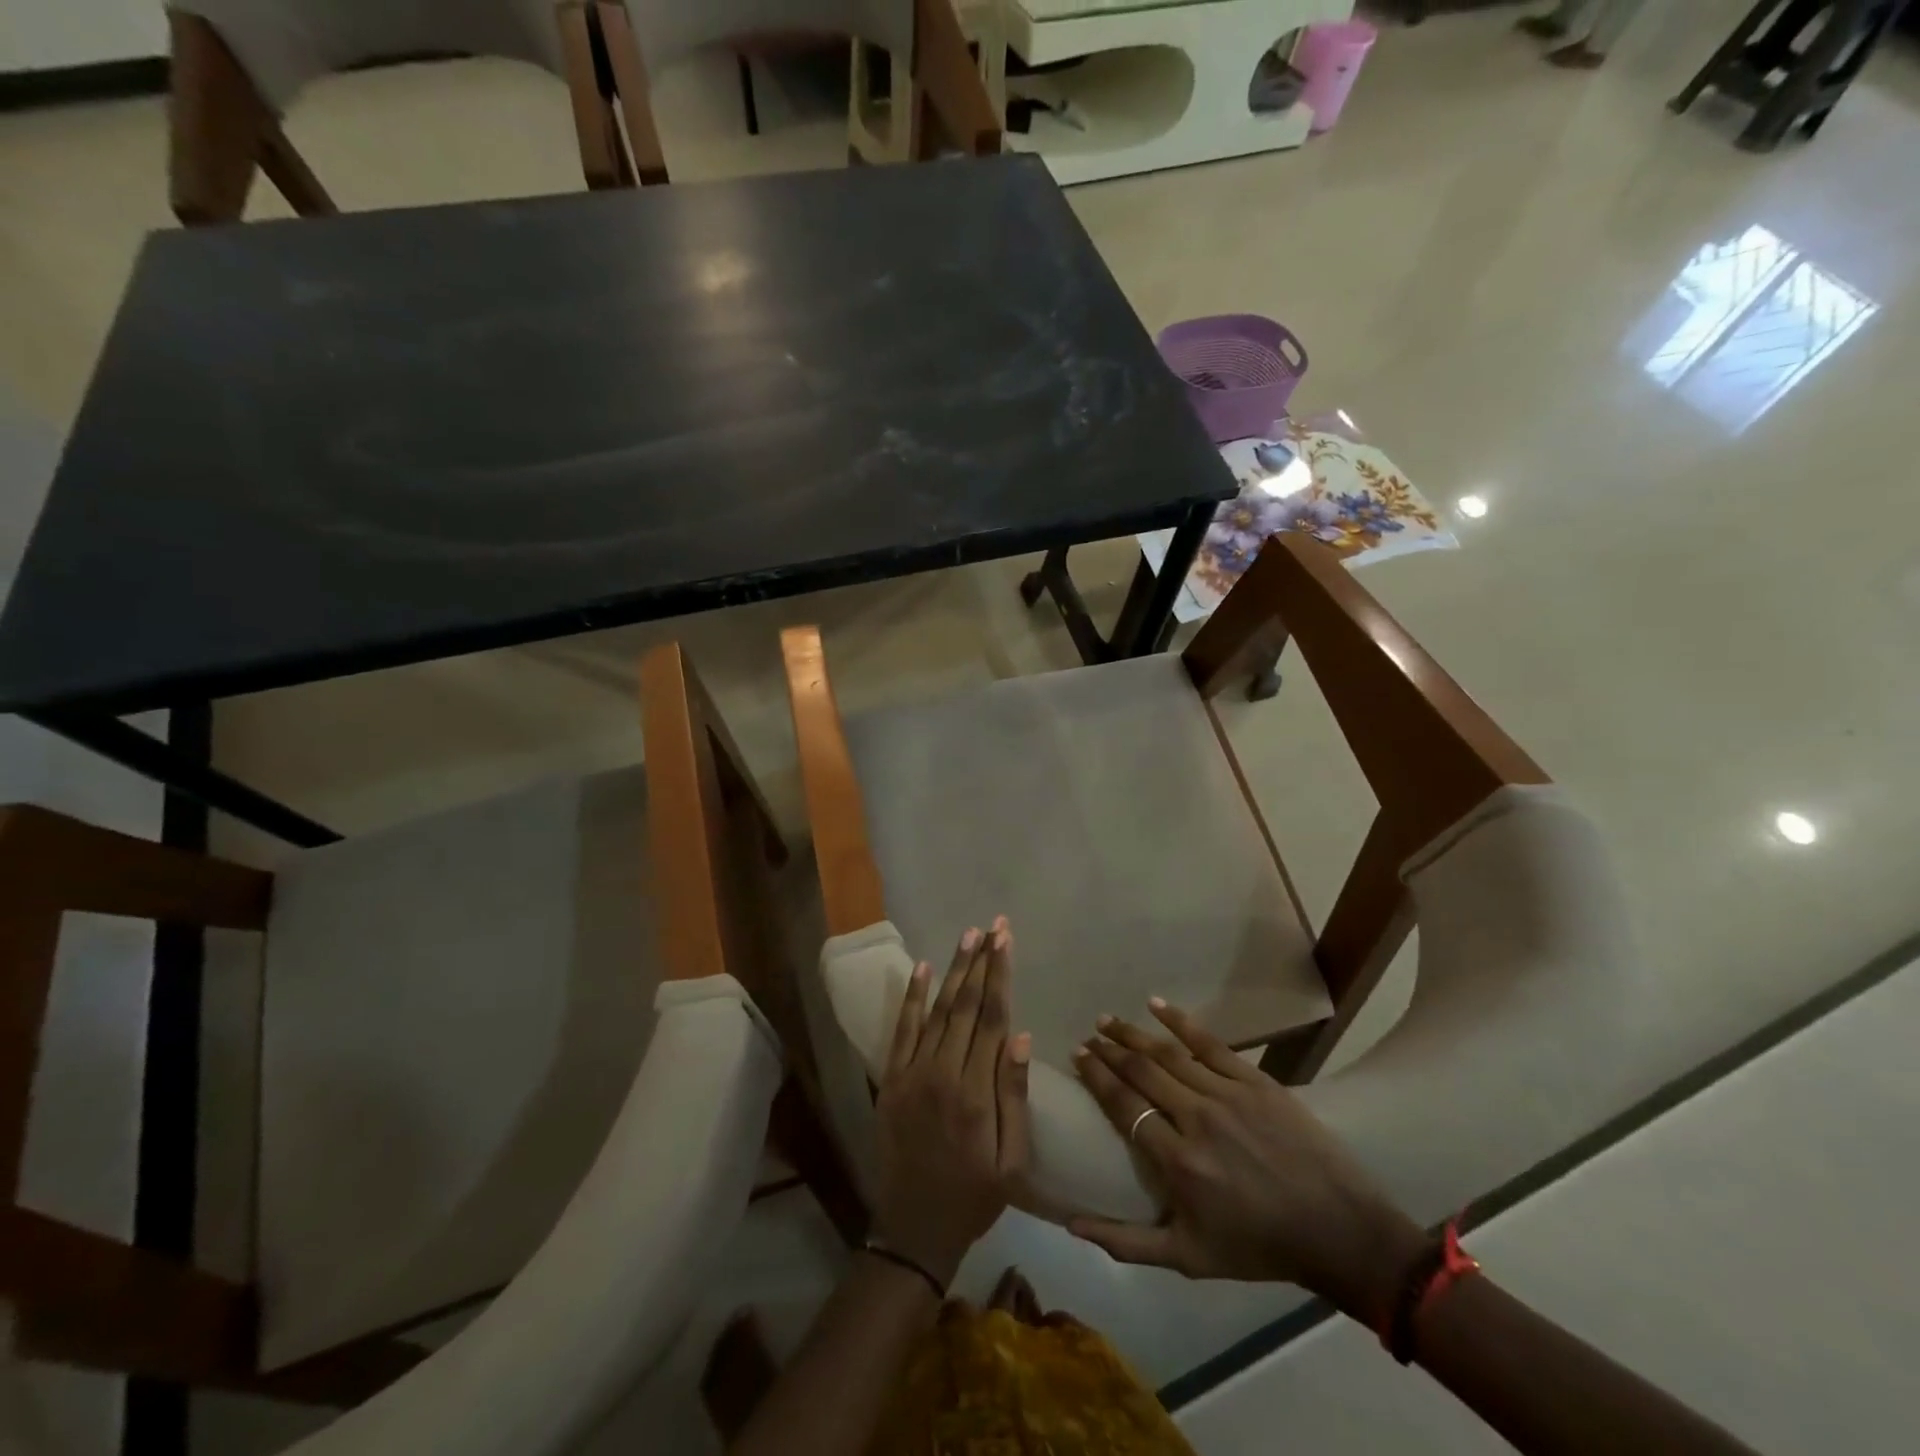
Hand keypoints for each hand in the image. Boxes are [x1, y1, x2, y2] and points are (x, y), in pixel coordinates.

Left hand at [871, 918, 1031, 1286]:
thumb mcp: (1011, 1161)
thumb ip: (1015, 1097)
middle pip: (966, 1005)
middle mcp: (942, 1073)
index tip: (1005, 940)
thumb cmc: (973, 1197)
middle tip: (992, 925)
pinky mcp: (890, 1080)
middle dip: (981, 962)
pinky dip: (912, 999)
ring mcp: (911, 1074)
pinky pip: (902, 1031)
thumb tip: (1020, 1036)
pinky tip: (922, 969)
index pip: (992, 1018)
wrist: (913, 1230)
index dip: (1000, 975)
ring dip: (953, 971)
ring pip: (937, 1010)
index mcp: (976, 1093)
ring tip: (967, 937)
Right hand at [1068, 1000, 1424, 1322]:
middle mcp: (1197, 1119)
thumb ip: (1128, 1243)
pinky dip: (1180, 1022)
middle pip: (1141, 1073)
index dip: (1097, 1076)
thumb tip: (1073, 1226)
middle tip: (1090, 1035)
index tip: (1078, 1055)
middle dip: (1109, 1050)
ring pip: (1169, 1054)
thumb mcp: (1189, 1259)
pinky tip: (1156, 1004)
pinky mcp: (1256, 1081)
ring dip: (1134, 1034)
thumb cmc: (1258, 1247)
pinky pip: (1210, 1044)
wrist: (1338, 1231)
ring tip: (1109, 1019)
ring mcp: (1228, 1095)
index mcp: (1178, 1162)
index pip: (1124, 1106)